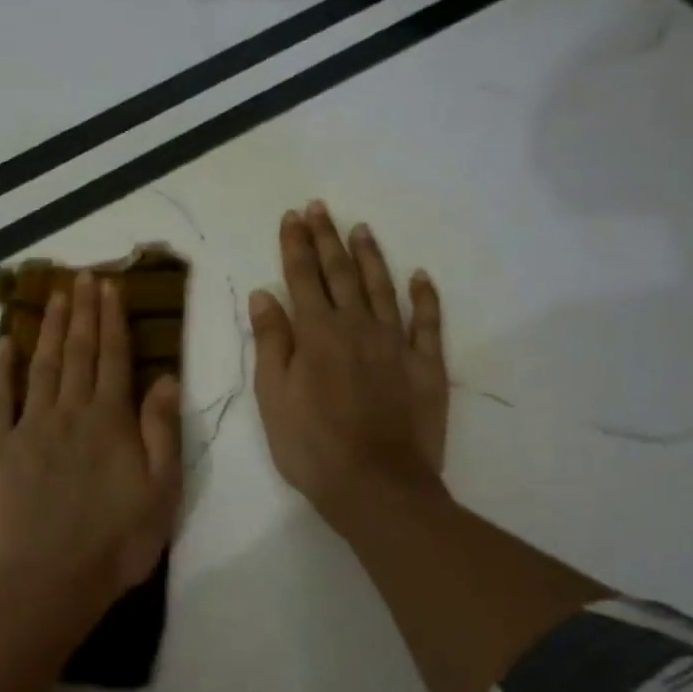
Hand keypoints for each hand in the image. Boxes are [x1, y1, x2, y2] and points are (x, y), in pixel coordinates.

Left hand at [0, 271, 182, 622]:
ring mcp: (29, 427)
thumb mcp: (161, 491)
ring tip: (53, 295)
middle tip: (81, 276)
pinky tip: (2, 343)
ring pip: (42, 365)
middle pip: (77, 352)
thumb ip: (161, 430)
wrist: (47, 582)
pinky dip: (0, 368)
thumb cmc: (115, 543)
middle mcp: (70, 412)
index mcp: (111, 421)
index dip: (112, 320)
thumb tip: (165, 376)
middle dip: (81, 312)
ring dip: (49, 328)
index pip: (114, 358)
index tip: (108, 287)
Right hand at [248, 202, 449, 533]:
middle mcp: (357, 326)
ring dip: (371, 256)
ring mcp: (396, 343)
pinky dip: (425, 297)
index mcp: (316, 333)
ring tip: (362, 229)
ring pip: (383, 287)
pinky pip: (427, 322)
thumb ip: (271, 341)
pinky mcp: (426, 365)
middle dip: (328, 238)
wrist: (375, 483)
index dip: (296, 245)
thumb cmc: (311, 445)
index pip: (302, 277)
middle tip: (321, 208)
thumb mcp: (273, 396)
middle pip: (341, 273)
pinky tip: (421, 277)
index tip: (292, 217)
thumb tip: (265, 294)